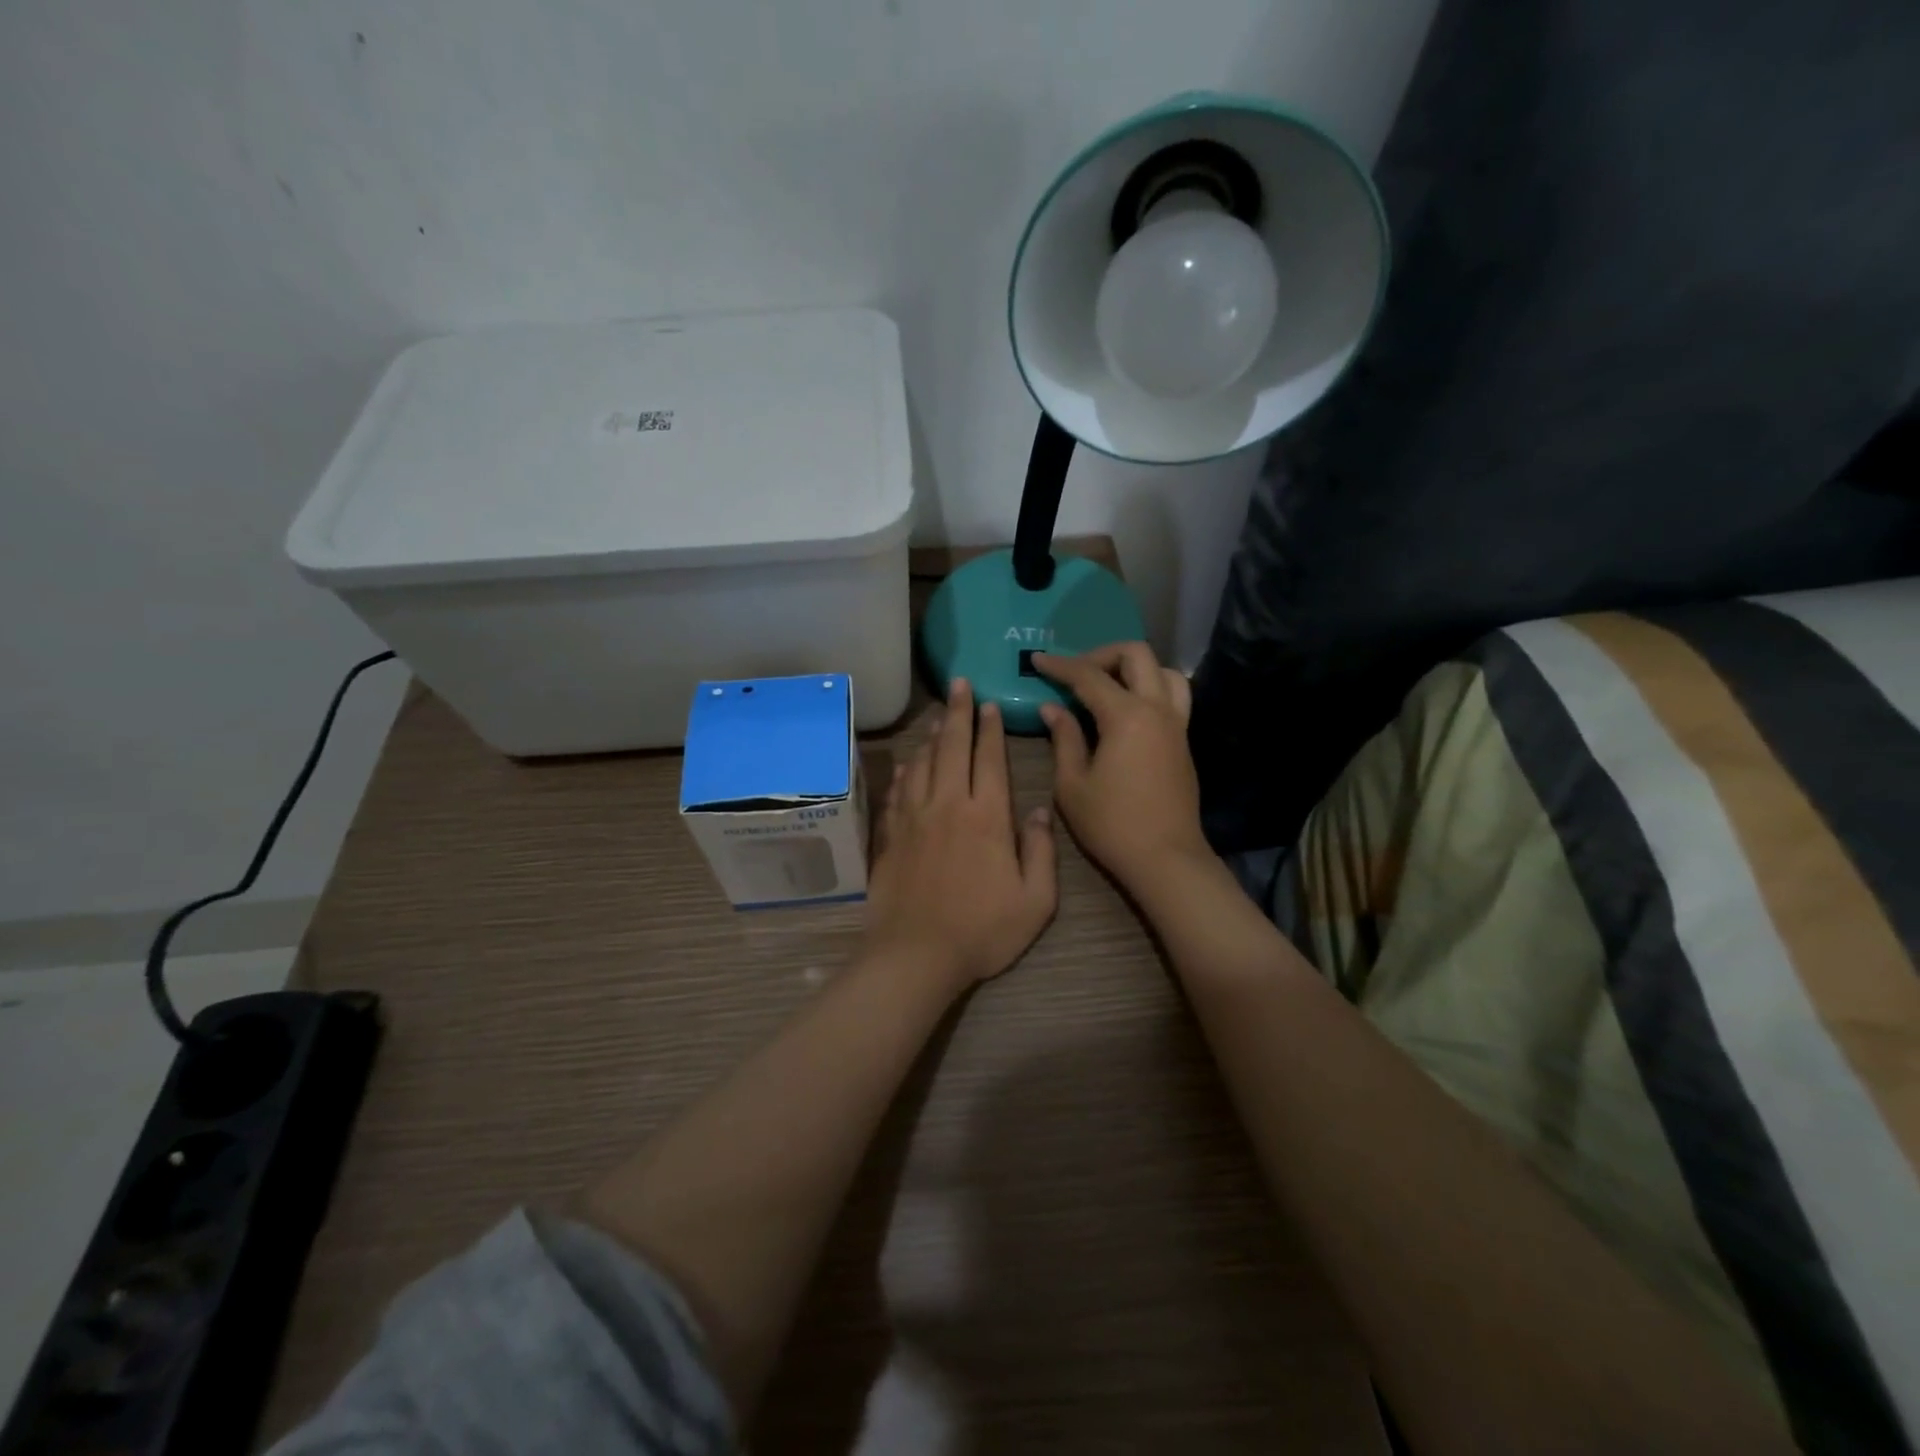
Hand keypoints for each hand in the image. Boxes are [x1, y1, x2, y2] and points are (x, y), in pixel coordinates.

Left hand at [863, 678, 1057, 991]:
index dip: (991, 729)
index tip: (990, 704)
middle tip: (959, 684)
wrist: (916, 955)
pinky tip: (909, 763)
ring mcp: (913, 818)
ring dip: (932, 736)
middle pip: (952, 748)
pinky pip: (898, 790)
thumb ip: (1040, 851)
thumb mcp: (1035, 901)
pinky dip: (906, 770)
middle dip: (958, 713)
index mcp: (987, 817)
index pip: (989, 759)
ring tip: (938, 716)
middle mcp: (948, 805)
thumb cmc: (982, 931)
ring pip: (922, 763)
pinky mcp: (890, 835)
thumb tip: (1037, 810)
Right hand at [1033, 643, 1209, 892]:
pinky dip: (1149, 687)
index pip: (1089, 675)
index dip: (1060, 665)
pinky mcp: (1183, 740)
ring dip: (1133, 667)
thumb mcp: (1073, 784)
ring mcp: (1176, 724)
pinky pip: (1173, 695)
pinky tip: (1126, 710)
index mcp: (1127, 716)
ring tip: (1107, 685)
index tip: (1038, 660)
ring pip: (1164, 671)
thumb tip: (1053, 708)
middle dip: (1101, 654)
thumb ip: (1064, 738)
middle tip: (1075, 672)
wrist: (1165, 858)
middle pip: (1136, 654)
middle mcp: (1157, 709)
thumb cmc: (1112, 825)